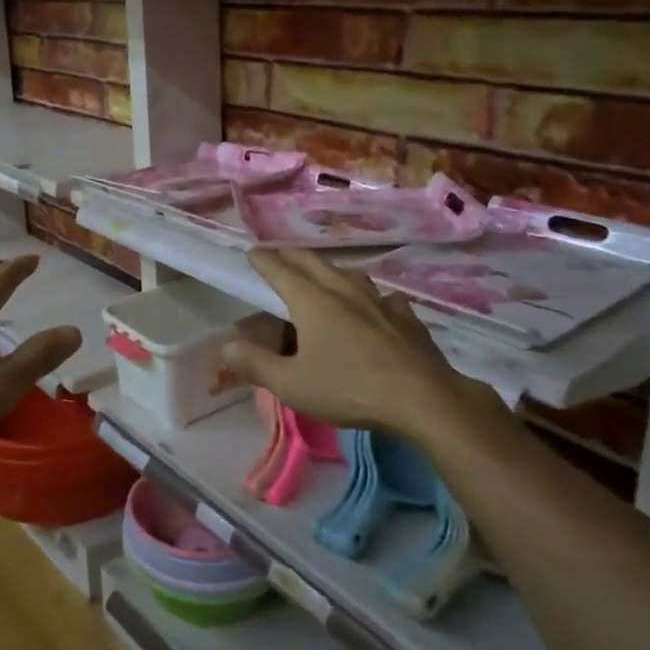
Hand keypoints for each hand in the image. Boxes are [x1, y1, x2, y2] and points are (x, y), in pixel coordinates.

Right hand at [222, 249, 509, 441]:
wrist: (423, 398)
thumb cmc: (349, 388)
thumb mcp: (292, 384)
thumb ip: (257, 364)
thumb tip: (226, 346)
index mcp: (312, 301)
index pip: (280, 271)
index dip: (264, 260)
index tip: (252, 251)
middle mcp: (343, 291)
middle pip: (313, 262)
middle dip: (291, 255)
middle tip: (278, 252)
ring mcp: (378, 300)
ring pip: (348, 274)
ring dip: (329, 268)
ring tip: (322, 272)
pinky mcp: (405, 316)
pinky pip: (381, 296)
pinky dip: (369, 295)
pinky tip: (375, 304)